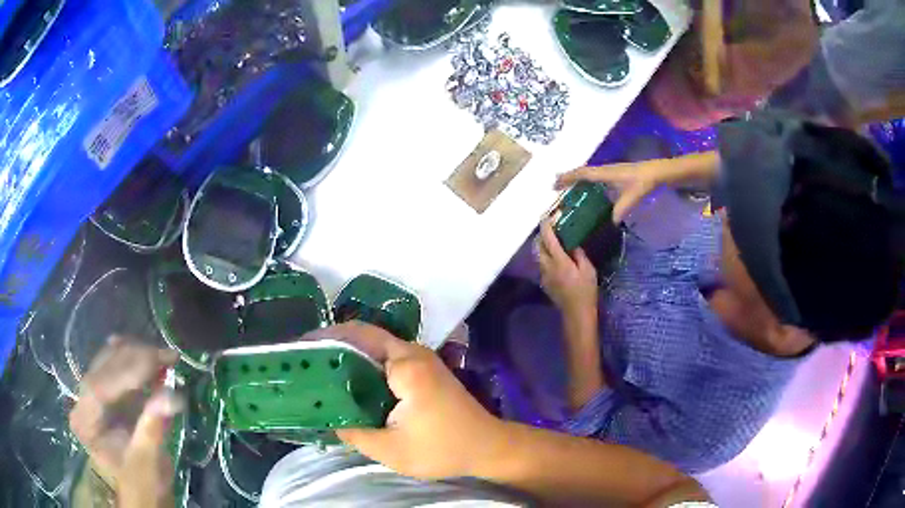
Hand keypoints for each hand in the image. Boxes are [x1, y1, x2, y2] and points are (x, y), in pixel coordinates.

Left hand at [69, 337, 183, 507]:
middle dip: (136, 358)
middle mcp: (82, 401)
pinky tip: (147, 355)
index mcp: (85, 423)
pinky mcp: (102, 391)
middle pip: (103, 368)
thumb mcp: (147, 462)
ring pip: (108, 361)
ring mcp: (90, 394)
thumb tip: (172, 396)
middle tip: (169, 356)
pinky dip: (132, 358)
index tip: (158, 360)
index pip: (100, 387)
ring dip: (136, 355)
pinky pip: (113, 365)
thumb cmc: (142, 483)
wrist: (141, 490)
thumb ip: (153, 428)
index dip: (128, 371)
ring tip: (164, 357)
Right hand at [307, 322, 505, 479]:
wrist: (487, 447)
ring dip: (349, 356)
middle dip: (334, 345)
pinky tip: (350, 384)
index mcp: (406, 366)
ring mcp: (422, 360)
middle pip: (366, 337)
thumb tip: (325, 417)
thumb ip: (353, 432)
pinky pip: (388, 359)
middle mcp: (414, 353)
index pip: (358, 338)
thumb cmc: (443, 449)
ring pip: (377, 348)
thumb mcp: (391, 450)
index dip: (326, 340)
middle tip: (305, 362)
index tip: (300, 351)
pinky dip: (366, 366)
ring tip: (320, 371)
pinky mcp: (425, 371)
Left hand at [537, 219, 597, 316]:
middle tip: (551, 229)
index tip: (545, 216)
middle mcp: (547, 267)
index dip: (546, 226)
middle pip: (538, 246)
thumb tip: (572, 244)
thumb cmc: (586, 291)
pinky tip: (555, 259)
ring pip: (539, 256)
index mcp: (559, 261)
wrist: (576, 313)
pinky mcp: (544, 283)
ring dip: (543, 247)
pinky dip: (546, 258)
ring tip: (553, 242)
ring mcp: (544, 276)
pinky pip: (542, 266)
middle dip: (542, 236)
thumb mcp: (588, 270)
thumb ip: (579, 254)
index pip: (548, 239)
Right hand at [555, 160, 663, 222]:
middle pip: (582, 171)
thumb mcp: (631, 198)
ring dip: (577, 178)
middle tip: (556, 186)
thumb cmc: (643, 182)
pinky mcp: (616, 173)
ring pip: (589, 172)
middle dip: (568, 177)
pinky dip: (587, 180)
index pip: (582, 173)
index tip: (555, 184)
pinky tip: (589, 189)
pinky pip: (596, 175)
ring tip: (568, 187)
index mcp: (605, 173)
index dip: (568, 178)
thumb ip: (619, 211)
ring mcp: (610, 170)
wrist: (657, 172)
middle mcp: (605, 169)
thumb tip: (609, 224)